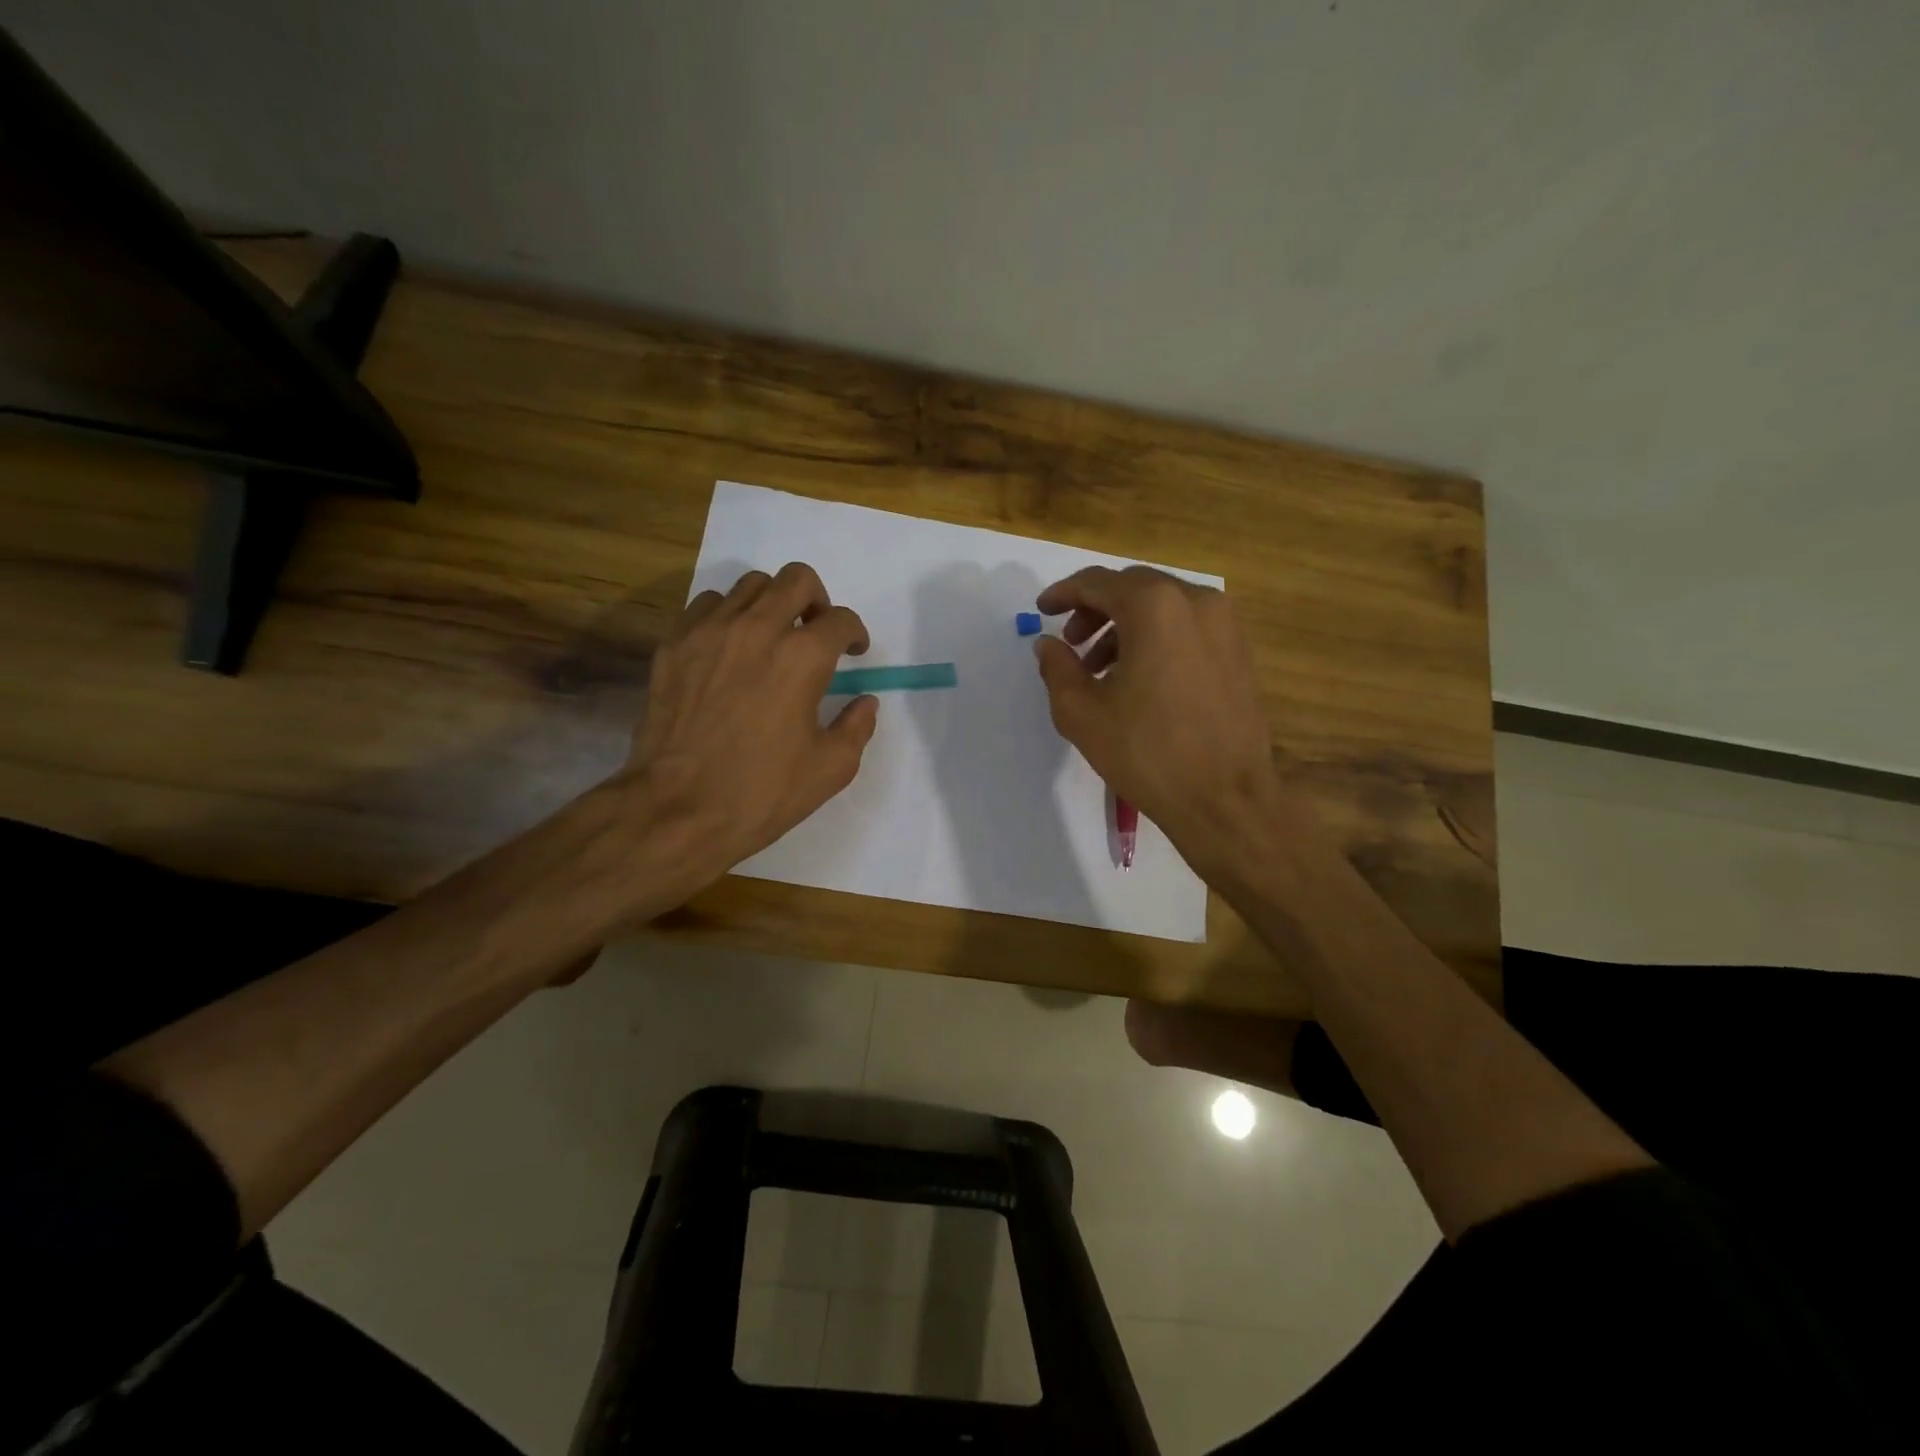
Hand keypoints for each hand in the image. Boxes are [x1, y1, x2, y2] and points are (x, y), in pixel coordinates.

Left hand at [625, 562, 877, 878]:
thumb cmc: (761, 792)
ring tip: (771, 637)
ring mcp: (710, 632)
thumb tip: (865, 702)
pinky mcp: (674, 645)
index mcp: (803, 657)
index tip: (854, 652)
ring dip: (771, 603)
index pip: (841, 620)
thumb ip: (857, 727)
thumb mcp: (831, 769)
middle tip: (815, 631)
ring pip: (750, 585)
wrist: (677, 810)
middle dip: (817, 600)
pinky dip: (727, 616)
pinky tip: (730, 648)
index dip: (855, 634)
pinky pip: (707, 605)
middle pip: (797, 579)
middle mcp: (758, 629)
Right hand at [1032, 565, 1284, 872]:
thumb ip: (1057, 667)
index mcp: (1154, 607)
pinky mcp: (1238, 650)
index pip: (1098, 582)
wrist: (1226, 797)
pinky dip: (1156, 637)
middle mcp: (1195, 601)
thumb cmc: (1147, 752)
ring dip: (1125, 626)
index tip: (1042, 610)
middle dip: (1096, 609)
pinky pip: (1187, 626)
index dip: (1064, 593)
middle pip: (1133, 588)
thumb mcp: (1082, 712)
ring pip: (1162, 606)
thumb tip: (1048, 644)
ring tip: (1101, 669)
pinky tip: (1139, 677)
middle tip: (1071, 643)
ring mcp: (1224, 625)